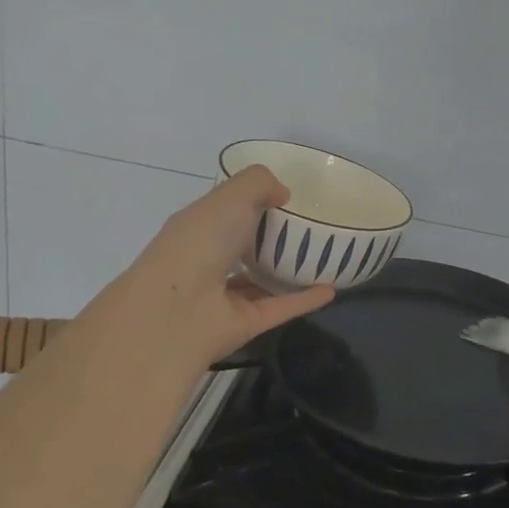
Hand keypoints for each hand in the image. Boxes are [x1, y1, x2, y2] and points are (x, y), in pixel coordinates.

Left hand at [85, 165, 334, 373]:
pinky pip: (280, 307)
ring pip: (260, 282)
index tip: (283, 197)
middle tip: (310, 227)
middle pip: (242, 248)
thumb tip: (283, 194)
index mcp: (198, 228)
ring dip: (286, 273)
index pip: (224, 213)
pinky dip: (305, 299)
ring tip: (322, 259)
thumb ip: (259, 184)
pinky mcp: (245, 324)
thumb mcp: (231, 196)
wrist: (177, 310)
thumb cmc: (199, 242)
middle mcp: (208, 261)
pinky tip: (332, 289)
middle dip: (268, 238)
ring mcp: (225, 297)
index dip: (248, 203)